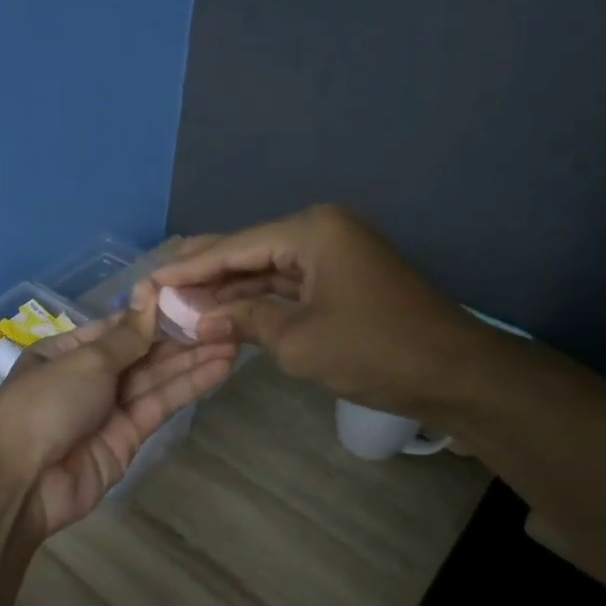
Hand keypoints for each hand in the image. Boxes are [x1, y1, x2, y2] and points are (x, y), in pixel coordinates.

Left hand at [0, 295, 234, 537]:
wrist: (23, 481)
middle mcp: (88, 377)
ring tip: (233, 338)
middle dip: (179, 337)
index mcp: (66, 351)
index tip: (192, 297)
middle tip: (224, 318)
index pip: (116, 327)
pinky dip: (188, 387)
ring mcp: (109, 409)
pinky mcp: (129, 438)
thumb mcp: (85, 360)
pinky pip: (160, 405)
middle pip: (140, 352)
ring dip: (192, 359)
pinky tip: (219, 367)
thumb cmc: (46, 403)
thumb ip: (126, 335)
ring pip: (155, 378)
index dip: (152, 314)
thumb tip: (149, 293)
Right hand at [149, 204, 480, 420]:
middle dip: (206, 272)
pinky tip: (224, 311)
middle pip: (248, 251)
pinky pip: (288, 285)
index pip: (235, 247)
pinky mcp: (341, 279)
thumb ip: (242, 321)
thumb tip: (196, 321)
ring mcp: (333, 254)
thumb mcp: (297, 340)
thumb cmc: (373, 349)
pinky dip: (258, 300)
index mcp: (310, 231)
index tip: (151, 280)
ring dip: (229, 288)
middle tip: (159, 283)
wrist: (454, 374)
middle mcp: (320, 231)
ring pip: (267, 269)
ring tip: (181, 300)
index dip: (190, 268)